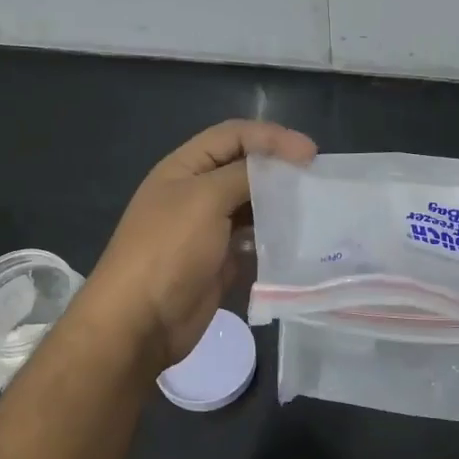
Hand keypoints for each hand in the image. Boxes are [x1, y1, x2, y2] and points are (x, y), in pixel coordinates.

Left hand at [81, 119, 316, 370]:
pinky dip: (275, 240)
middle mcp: (196, 193)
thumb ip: (244, 175)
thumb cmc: (169, 249)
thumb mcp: (205, 199)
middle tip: (317, 180)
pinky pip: (254, 242)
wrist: (140, 322)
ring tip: (314, 210)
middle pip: (245, 169)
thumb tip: (279, 167)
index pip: (233, 136)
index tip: (310, 154)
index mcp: (185, 168)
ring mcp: (209, 230)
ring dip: (281, 206)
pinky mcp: (221, 262)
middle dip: (280, 171)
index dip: (272, 138)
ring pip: (253, 207)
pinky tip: (298, 243)